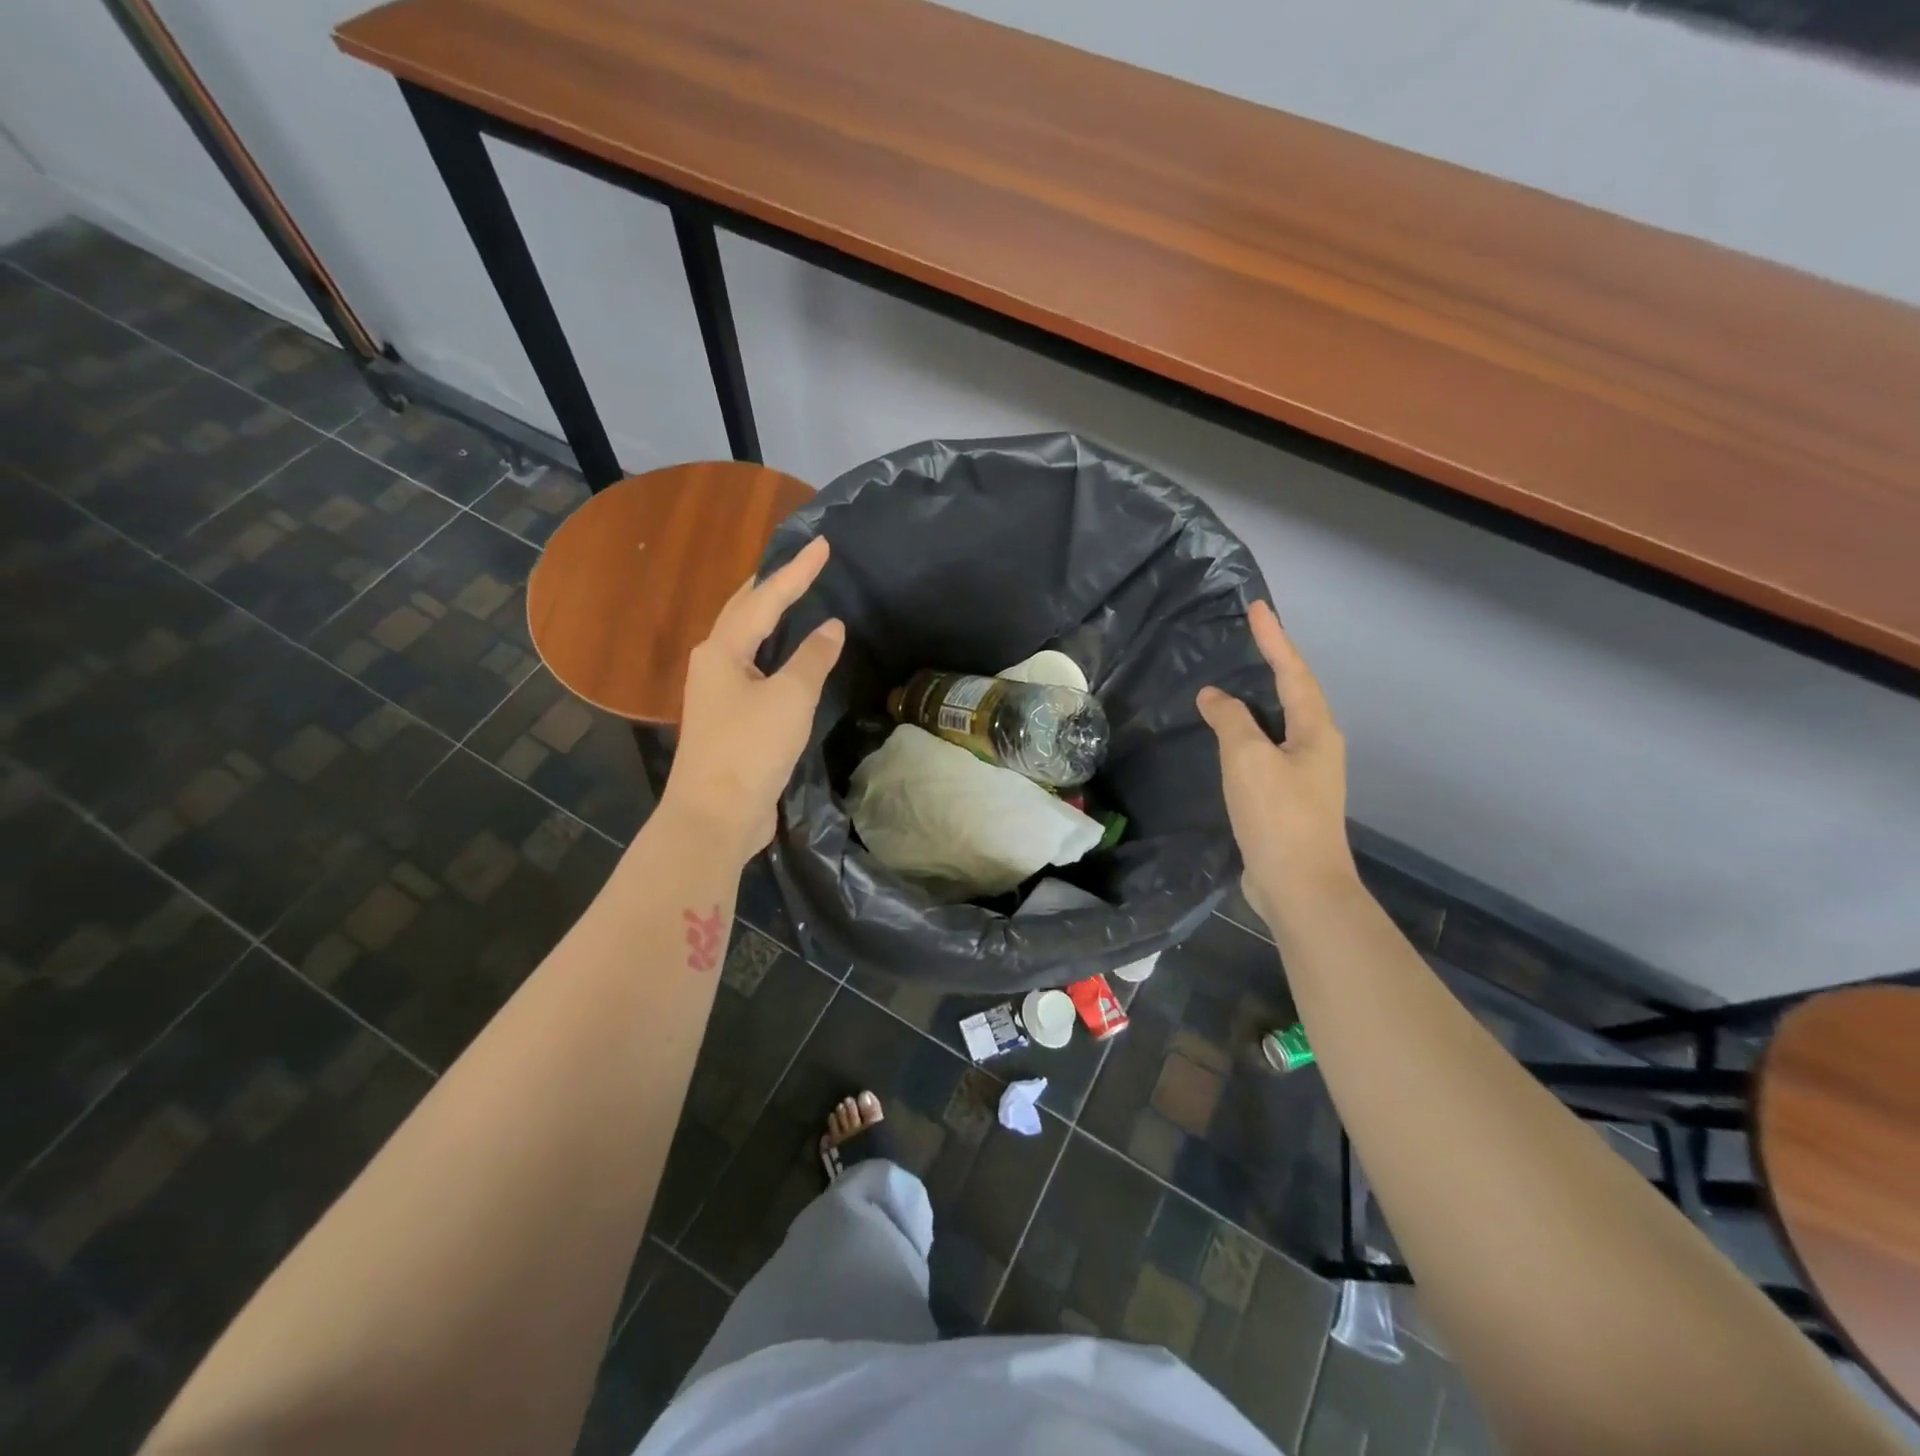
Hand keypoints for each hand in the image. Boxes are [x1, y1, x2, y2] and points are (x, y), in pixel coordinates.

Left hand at [661, 537, 843, 864]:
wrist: (715, 816)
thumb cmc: (750, 749)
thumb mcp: (790, 698)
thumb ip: (812, 658)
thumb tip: (831, 628)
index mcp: (722, 650)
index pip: (765, 599)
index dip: (797, 572)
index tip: (822, 545)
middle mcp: (712, 664)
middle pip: (741, 613)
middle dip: (769, 588)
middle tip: (797, 567)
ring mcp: (716, 694)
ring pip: (743, 643)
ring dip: (765, 619)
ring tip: (790, 601)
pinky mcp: (727, 721)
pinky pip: (752, 672)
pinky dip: (771, 655)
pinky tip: (786, 660)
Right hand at [1197, 601, 1355, 923]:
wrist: (1299, 886)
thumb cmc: (1278, 815)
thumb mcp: (1248, 759)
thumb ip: (1230, 721)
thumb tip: (1214, 696)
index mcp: (1315, 730)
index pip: (1292, 672)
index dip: (1275, 639)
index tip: (1258, 608)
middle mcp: (1317, 746)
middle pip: (1294, 694)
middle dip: (1273, 663)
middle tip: (1249, 638)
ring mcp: (1304, 774)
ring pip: (1279, 723)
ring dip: (1259, 698)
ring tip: (1235, 680)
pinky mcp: (1287, 798)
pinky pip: (1266, 749)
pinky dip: (1247, 732)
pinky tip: (1228, 736)